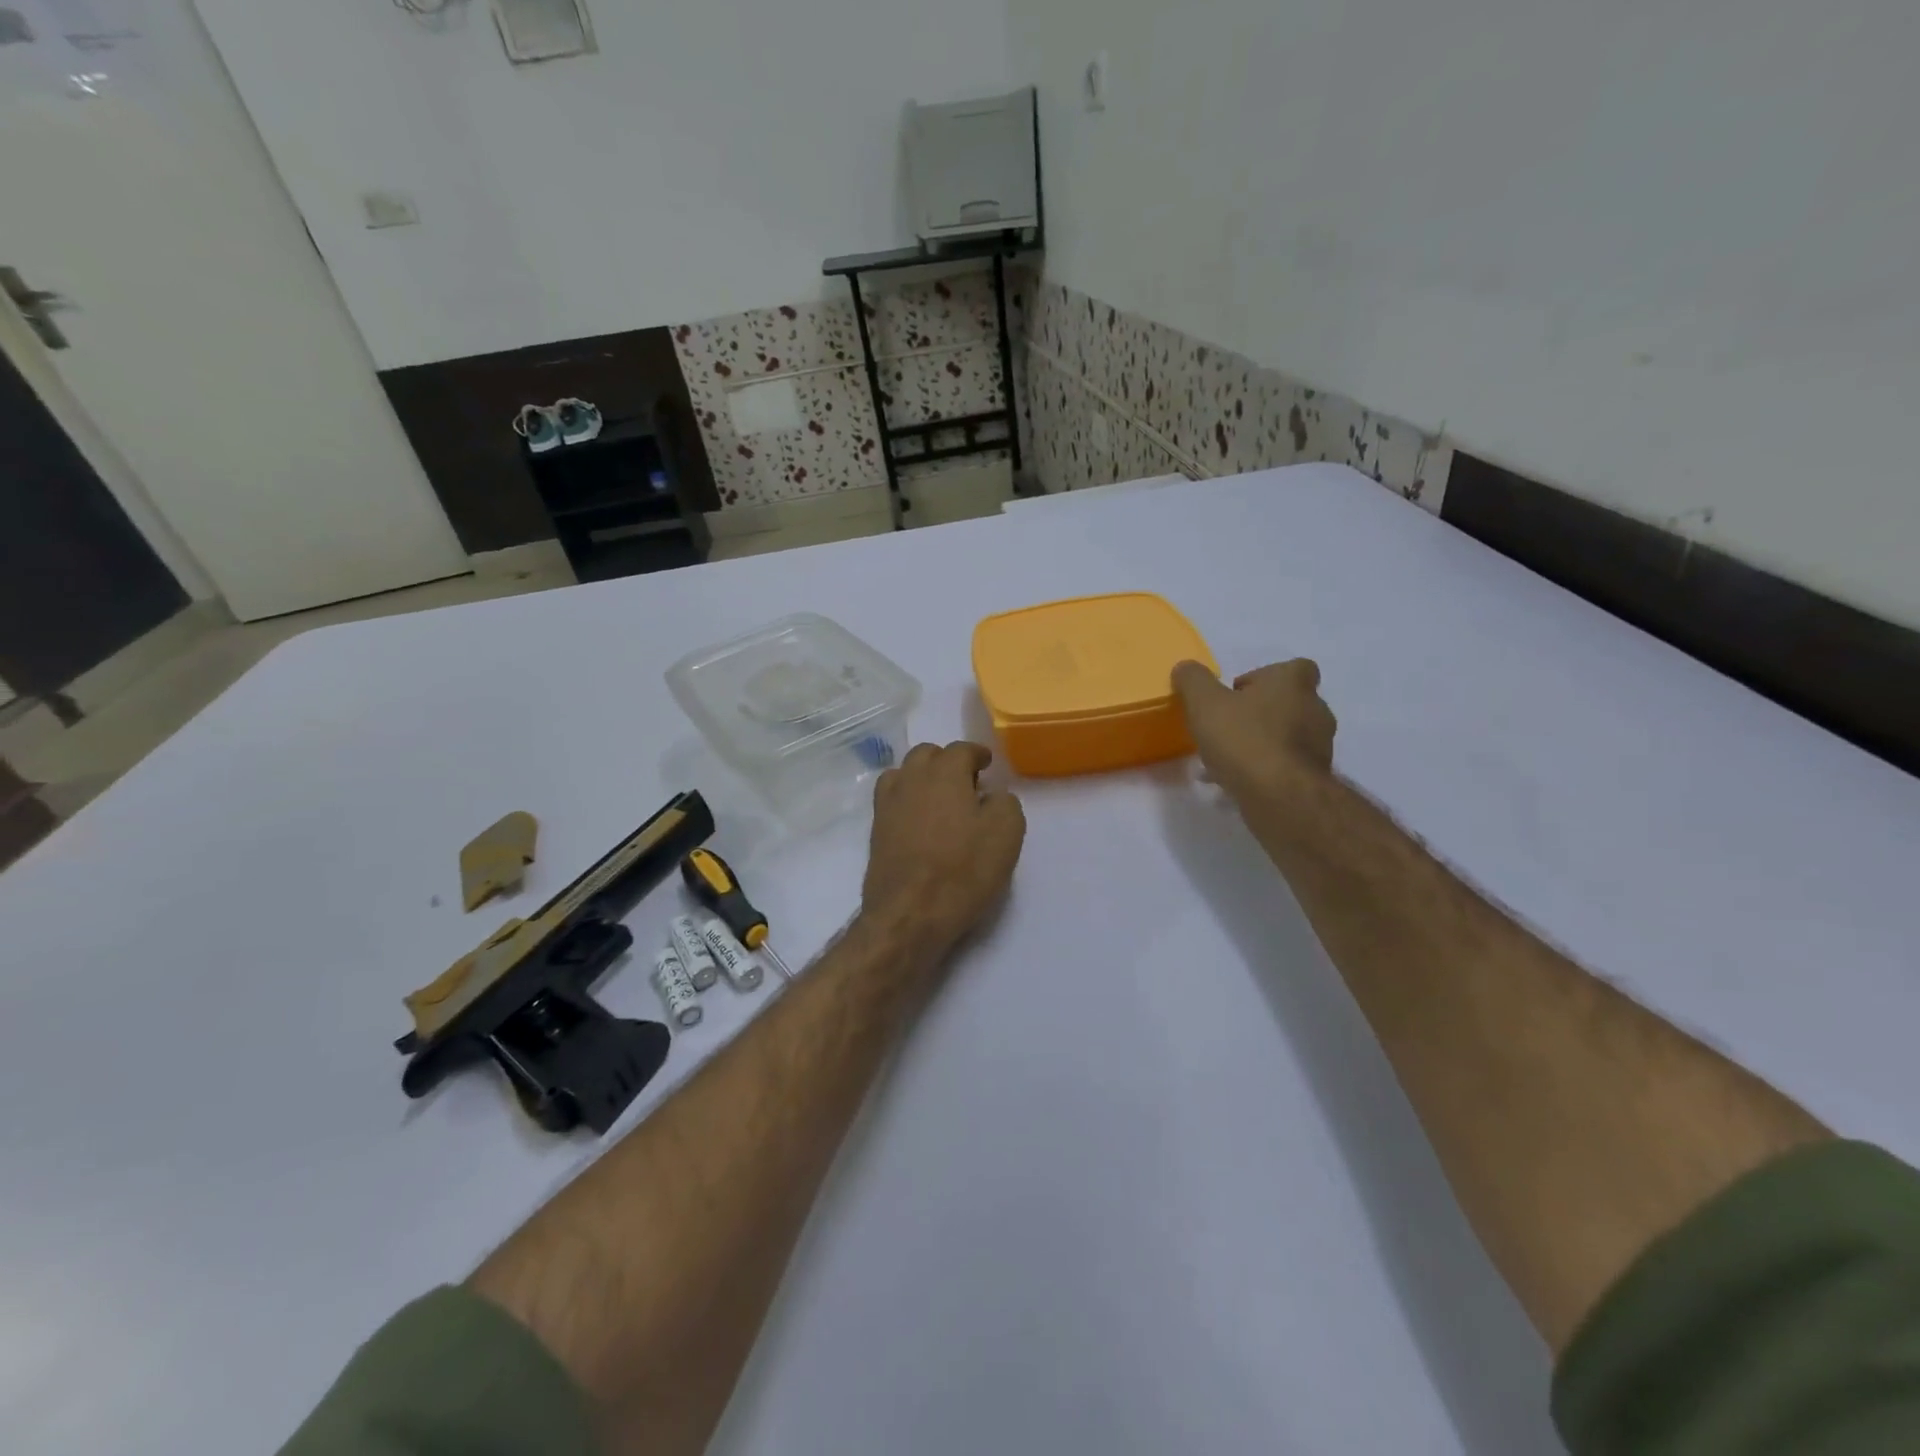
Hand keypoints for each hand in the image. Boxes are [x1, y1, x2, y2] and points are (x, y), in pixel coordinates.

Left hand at [863, 741, 1025, 959]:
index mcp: (944, 773)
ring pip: (904, 772)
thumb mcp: (1006, 834)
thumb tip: (992, 796)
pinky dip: (906, 797)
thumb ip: (1005, 803)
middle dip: (947, 761)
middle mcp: (911, 779)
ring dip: (922, 776)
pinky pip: (891, 798)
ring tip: (939, 797)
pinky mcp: (876, 829)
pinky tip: (919, 818)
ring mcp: (888, 803)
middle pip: (927, 754)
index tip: (987, 763)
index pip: (961, 749)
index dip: (976, 754)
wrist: (910, 913)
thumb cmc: (963, 870)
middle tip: (966, 781)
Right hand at [1172, 659, 1336, 803]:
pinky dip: (1266, 770)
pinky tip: (1238, 783)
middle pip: (1290, 703)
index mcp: (1293, 683)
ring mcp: (1320, 746)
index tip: (1238, 693)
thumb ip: (1193, 681)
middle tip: (1229, 726)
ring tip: (1229, 760)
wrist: (1280, 796)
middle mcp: (1315, 709)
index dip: (1266, 677)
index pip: (1294, 668)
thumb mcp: (1204, 703)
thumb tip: (1186, 668)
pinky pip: (1287, 766)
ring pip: (1288, 737)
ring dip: (1263, 743)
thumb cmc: (1244, 739)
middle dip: (1262, 713)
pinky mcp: (1315, 778)